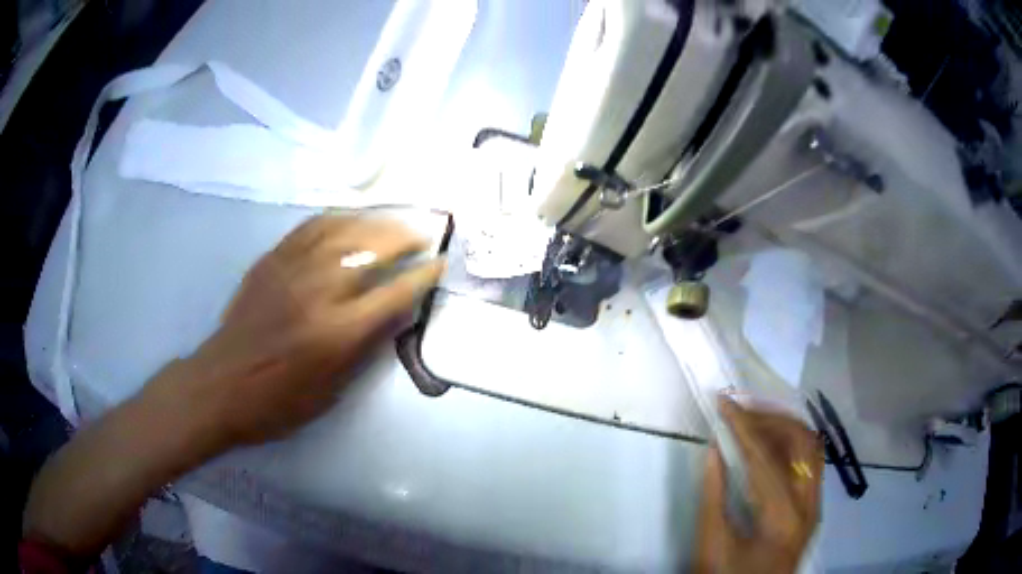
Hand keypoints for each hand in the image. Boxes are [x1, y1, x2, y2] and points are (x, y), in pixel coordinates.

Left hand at [144, 214, 444, 450]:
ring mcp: (292, 270)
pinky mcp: (271, 261)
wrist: (220, 385)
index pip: (393, 294)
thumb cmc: (277, 401)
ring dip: (374, 223)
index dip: (422, 277)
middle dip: (403, 239)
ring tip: (392, 222)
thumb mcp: (330, 391)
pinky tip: (348, 219)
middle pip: (371, 250)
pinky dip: (335, 218)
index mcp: (337, 332)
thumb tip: (395, 315)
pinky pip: (309, 228)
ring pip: (342, 230)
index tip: (439, 264)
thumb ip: (365, 349)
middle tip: (421, 236)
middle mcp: (319, 292)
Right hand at [695, 398, 823, 573]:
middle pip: (802, 441)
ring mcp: (815, 505)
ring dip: (784, 426)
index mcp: (782, 519)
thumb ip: (713, 498)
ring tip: (753, 420)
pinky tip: (769, 443)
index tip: (723, 402)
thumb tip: (715, 451)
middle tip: (740, 410)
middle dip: (770, 417)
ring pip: (811, 447)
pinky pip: (809, 461)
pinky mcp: (813, 506)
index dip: (743, 426)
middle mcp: (809, 505)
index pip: (765, 459)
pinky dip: (791, 443)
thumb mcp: (711, 546)